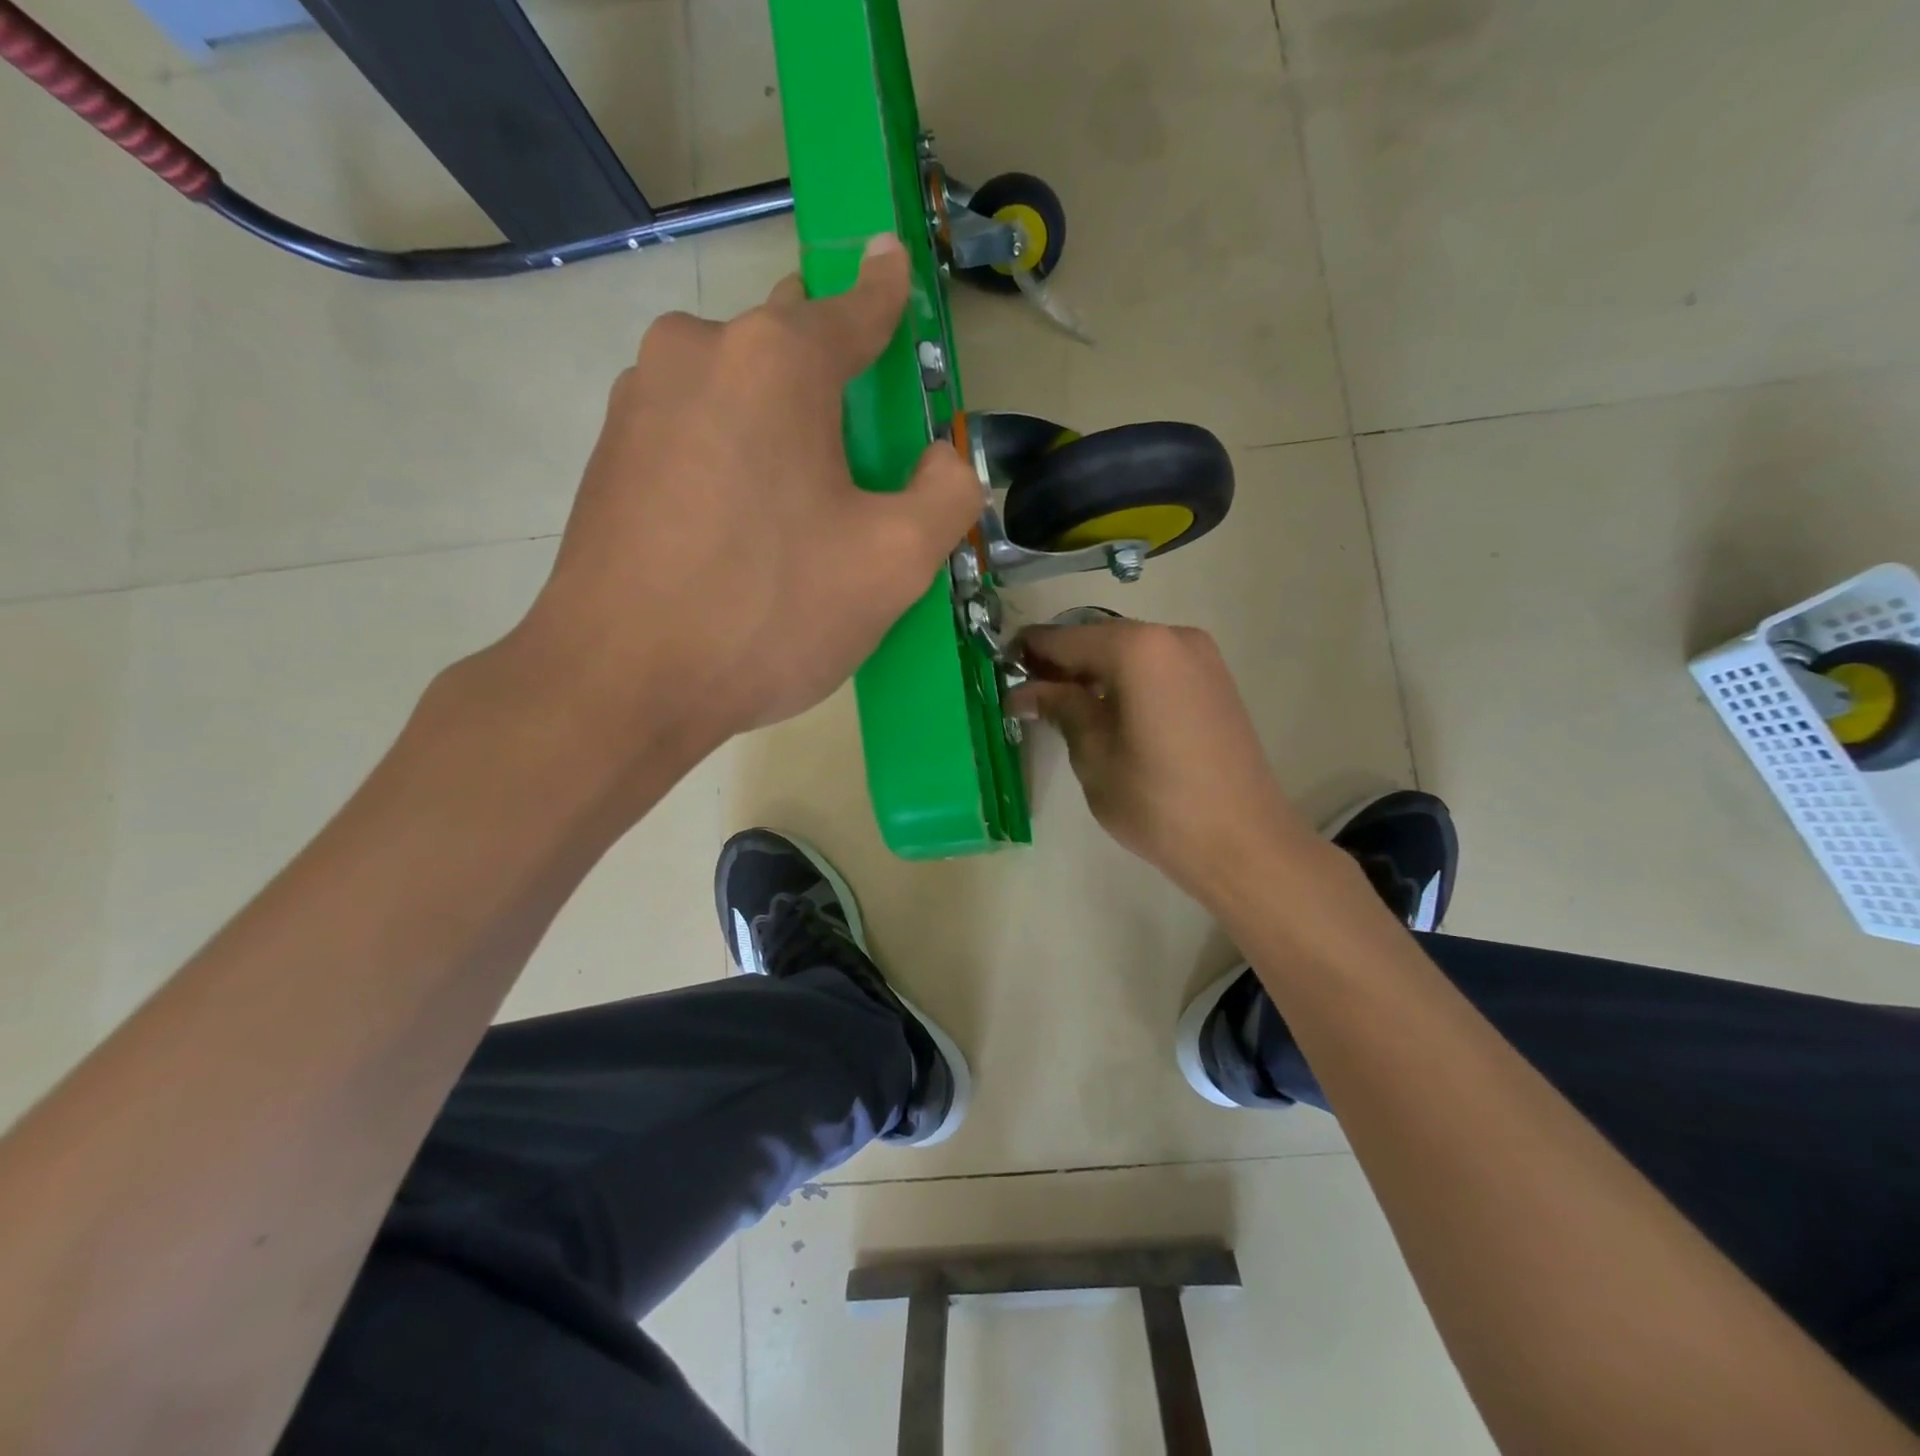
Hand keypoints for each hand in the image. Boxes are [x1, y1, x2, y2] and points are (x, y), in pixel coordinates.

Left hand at [517, 234, 982, 755]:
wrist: (620, 682)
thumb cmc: (769, 613)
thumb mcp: (894, 564)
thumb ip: (946, 496)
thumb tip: (943, 462)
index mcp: (777, 362)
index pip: (853, 307)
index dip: (885, 291)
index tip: (893, 261)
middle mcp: (699, 351)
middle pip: (788, 343)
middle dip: (829, 376)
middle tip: (857, 448)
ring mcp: (640, 399)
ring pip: (735, 388)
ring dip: (775, 423)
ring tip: (795, 507)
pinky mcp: (610, 452)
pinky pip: (694, 429)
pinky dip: (730, 454)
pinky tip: (738, 526)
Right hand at [1008, 619, 1316, 896]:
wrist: (1243, 842)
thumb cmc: (1157, 801)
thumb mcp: (1094, 755)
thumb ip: (1060, 708)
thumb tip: (1024, 691)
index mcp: (1137, 648)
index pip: (1065, 638)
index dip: (1028, 652)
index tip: (998, 672)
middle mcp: (1172, 636)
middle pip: (1098, 637)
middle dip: (1061, 663)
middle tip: (1029, 697)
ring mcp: (1200, 657)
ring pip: (1128, 651)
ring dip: (1093, 672)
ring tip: (1064, 709)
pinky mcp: (1215, 680)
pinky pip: (1155, 666)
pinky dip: (1125, 680)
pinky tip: (1107, 713)